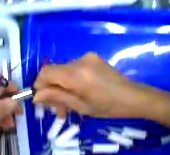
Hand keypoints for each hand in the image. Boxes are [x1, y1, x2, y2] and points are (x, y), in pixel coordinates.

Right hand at [34, 53, 155, 117]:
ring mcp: (88, 58)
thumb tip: (36, 96)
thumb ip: (57, 98)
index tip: (41, 100)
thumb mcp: (81, 106)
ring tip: (68, 107)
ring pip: (64, 72)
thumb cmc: (109, 107)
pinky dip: (72, 82)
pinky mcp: (94, 59)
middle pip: (55, 73)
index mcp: (77, 73)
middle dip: (52, 91)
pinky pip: (75, 70)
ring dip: (62, 88)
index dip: (39, 84)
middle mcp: (80, 60)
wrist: (134, 97)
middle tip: (57, 110)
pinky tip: (78, 95)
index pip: (46, 72)